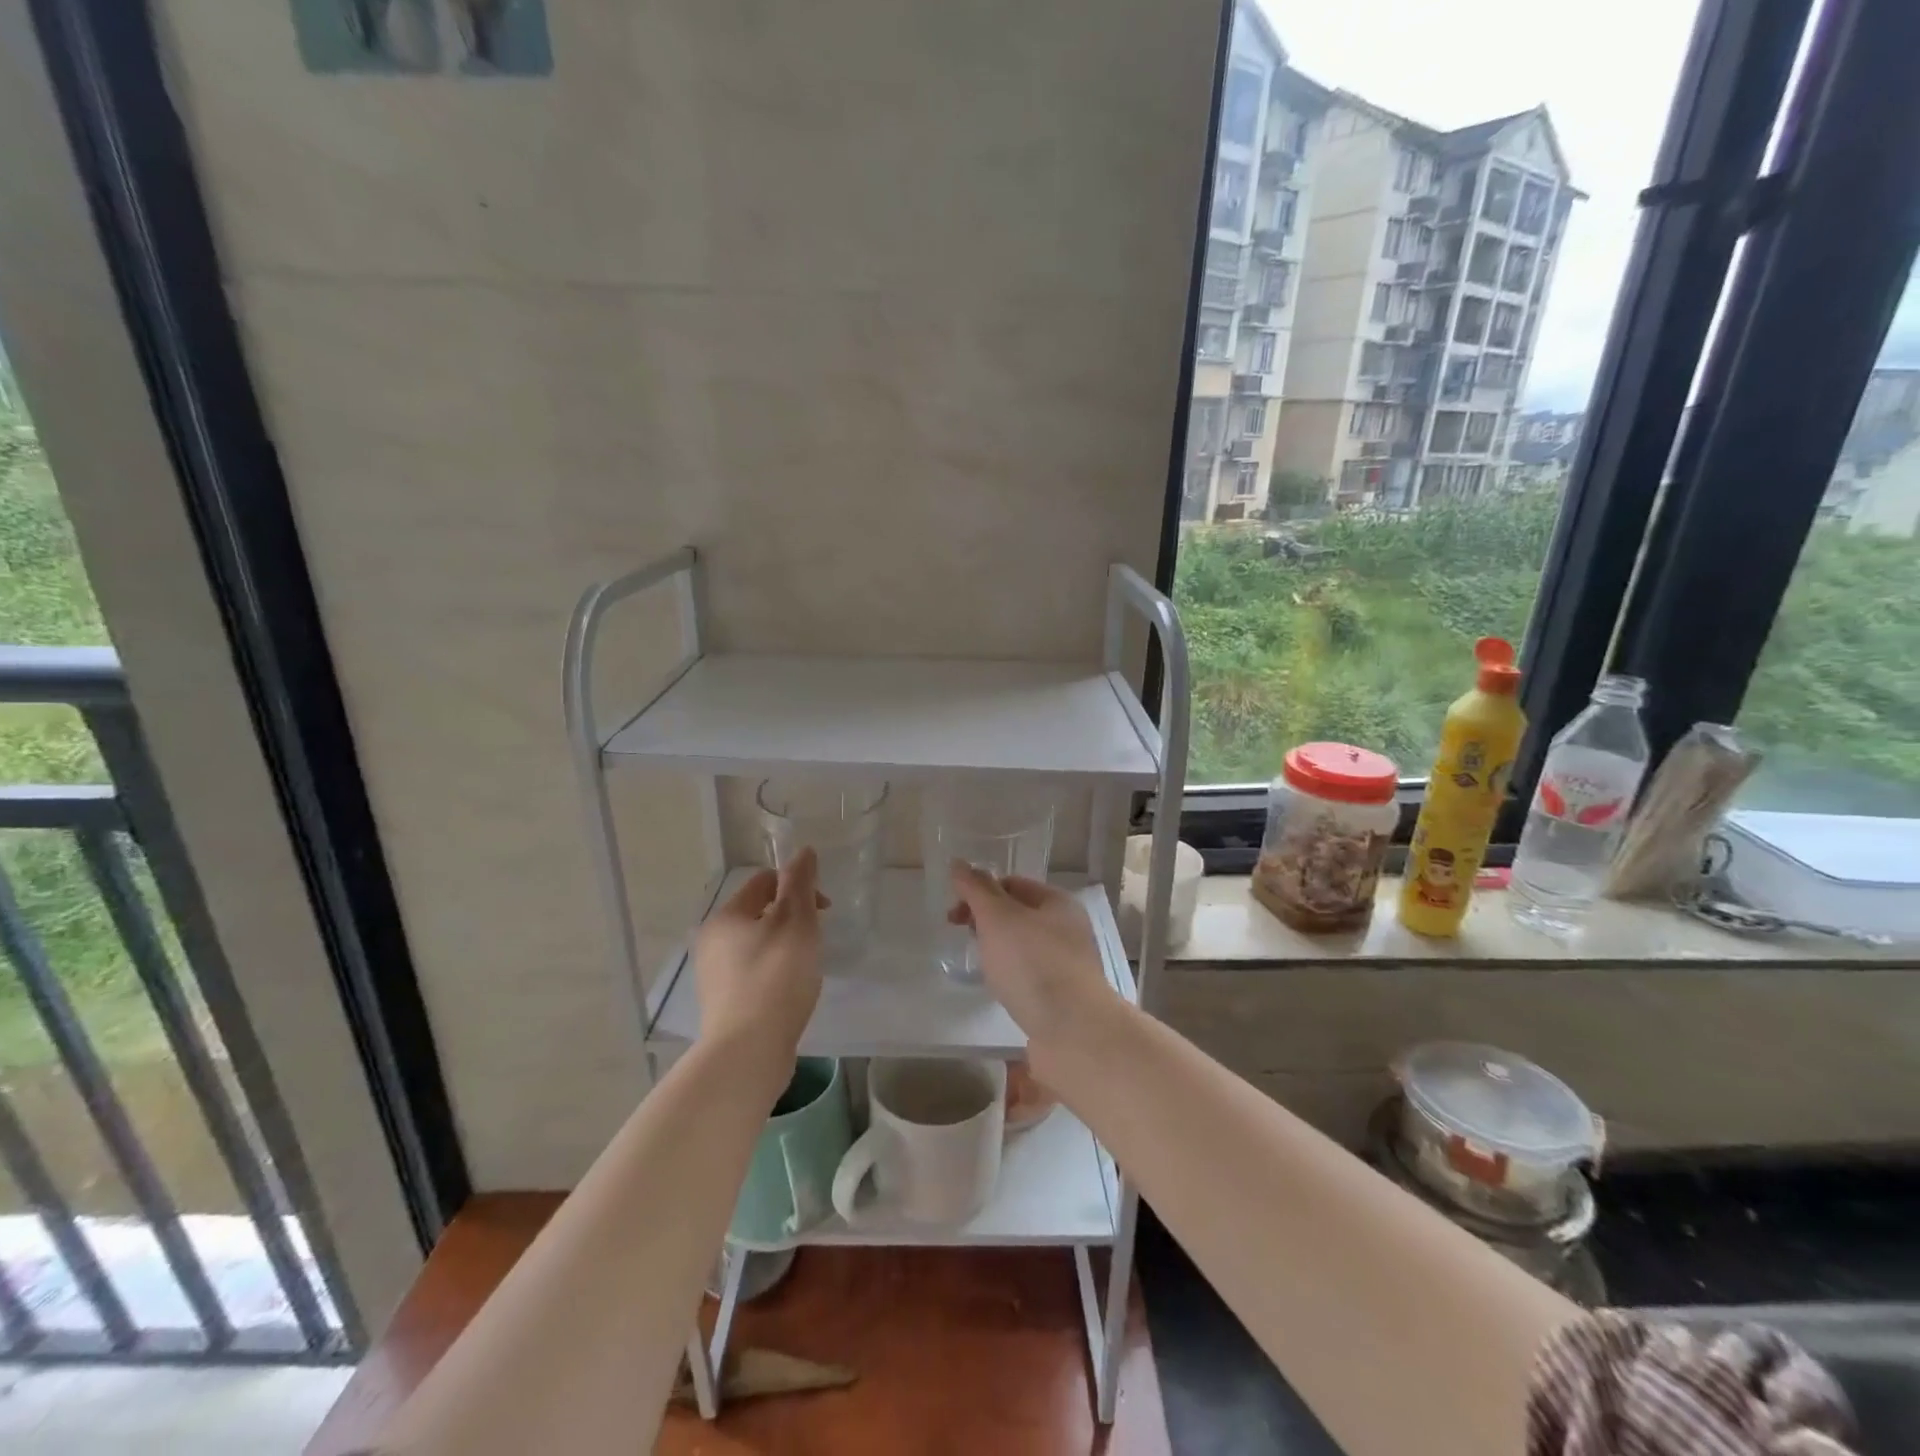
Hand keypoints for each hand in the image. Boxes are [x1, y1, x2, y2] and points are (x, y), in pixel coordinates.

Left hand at [693, 850, 825, 1059]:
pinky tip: (791, 991)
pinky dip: (775, 972)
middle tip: (817, 938)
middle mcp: (712, 942)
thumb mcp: (796, 922)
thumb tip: (803, 851)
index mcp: (725, 917)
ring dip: (785, 945)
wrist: (748, 1052)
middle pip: (759, 912)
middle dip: (793, 917)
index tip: (824, 909)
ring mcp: (714, 976)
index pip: (764, 881)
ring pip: (757, 944)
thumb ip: (800, 883)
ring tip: (807, 966)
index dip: (798, 886)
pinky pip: (754, 973)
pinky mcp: (724, 1004)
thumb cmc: (775, 978)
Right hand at [947, 862, 1116, 1051]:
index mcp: (1058, 902)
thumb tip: (959, 863)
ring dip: (998, 952)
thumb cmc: (1034, 965)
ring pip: (1023, 948)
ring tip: (983, 968)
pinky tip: (1002, 991)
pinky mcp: (1064, 997)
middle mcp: (1067, 929)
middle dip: (987, 923)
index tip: (954, 916)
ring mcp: (1068, 964)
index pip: (1012, 884)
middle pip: (1018, 915)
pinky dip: (1011, 978)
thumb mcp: (999, 918)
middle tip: (965, 940)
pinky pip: (1030, 976)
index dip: (980, 893)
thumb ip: (977, 890)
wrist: (1075, 1033)